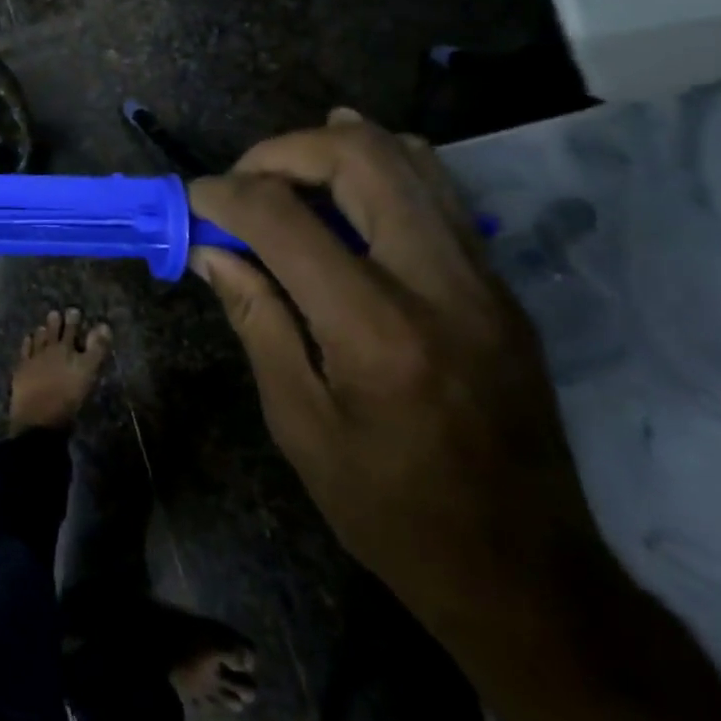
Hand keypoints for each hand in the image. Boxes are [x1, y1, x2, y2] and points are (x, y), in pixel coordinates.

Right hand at [188, 110, 604, 638]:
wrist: (526, 573)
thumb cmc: (391, 510)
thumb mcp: (299, 423)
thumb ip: (256, 318)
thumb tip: (210, 249)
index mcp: (375, 329)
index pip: (285, 219)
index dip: (226, 194)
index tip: (193, 200)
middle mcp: (438, 283)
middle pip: (357, 157)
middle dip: (282, 151)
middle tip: (241, 183)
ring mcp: (482, 277)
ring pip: (407, 157)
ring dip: (332, 148)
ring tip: (284, 175)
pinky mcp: (499, 284)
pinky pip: (436, 191)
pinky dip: (379, 169)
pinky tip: (342, 185)